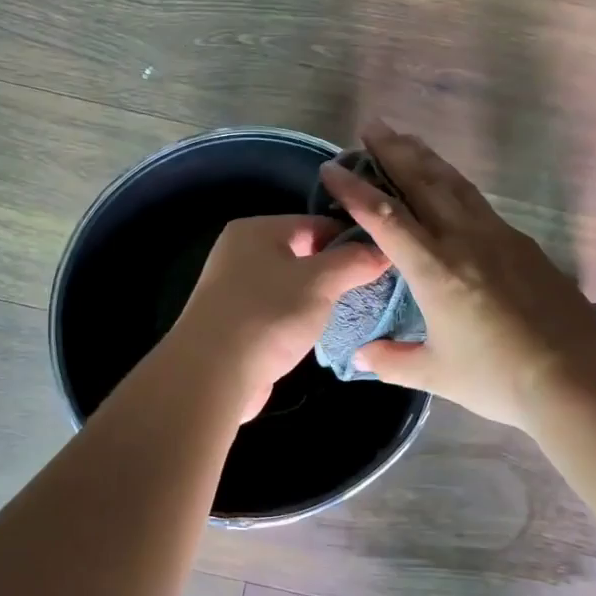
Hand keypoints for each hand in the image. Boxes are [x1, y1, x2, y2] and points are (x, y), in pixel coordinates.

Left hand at [167, 214, 390, 420]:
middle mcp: (241, 252)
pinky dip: (299, 318)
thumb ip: (353, 262)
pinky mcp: (237, 322)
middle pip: (303, 252)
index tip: (382, 261)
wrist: (213, 374)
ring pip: (291, 284)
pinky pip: (278, 310)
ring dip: (319, 297)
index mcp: (256, 230)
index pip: (315, 222)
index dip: (351, 239)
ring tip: (352, 310)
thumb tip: (382, 251)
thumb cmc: (268, 315)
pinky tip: (320, 332)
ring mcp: (235, 288)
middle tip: (372, 288)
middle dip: (337, 270)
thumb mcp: (320, 282)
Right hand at [317, 123, 595, 429]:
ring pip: (455, 184)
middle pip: (423, 182)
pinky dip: (454, 182)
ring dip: (426, 157)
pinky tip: (451, 184)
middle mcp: (463, 240)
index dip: (354, 190)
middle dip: (393, 151)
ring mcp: (497, 236)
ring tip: (407, 138)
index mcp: (434, 269)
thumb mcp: (437, 374)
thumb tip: (359, 356)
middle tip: (372, 125)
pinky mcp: (522, 243)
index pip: (385, 218)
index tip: (331, 168)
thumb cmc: (499, 378)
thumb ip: (393, 360)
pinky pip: (478, 200)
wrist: (579, 375)